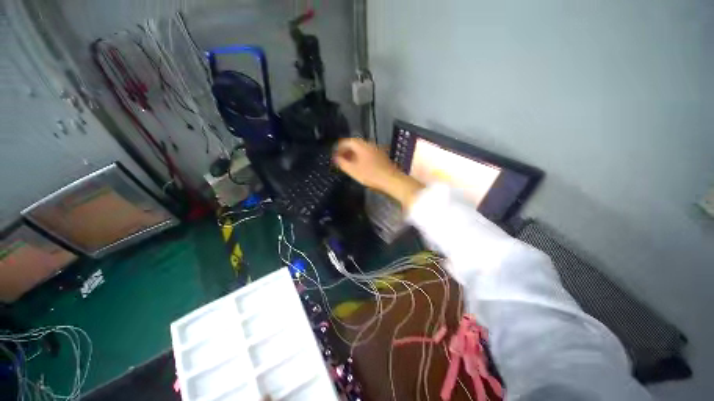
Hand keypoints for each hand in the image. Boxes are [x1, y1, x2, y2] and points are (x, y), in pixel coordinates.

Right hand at [333, 138, 423, 209]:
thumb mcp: (353, 170)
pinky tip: (360, 165)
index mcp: (361, 145)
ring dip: (353, 154)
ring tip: (348, 163)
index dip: (339, 147)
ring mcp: (376, 149)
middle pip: (355, 144)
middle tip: (340, 158)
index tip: (334, 154)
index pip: (347, 141)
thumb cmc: (370, 175)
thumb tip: (335, 157)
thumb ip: (342, 163)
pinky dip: (361, 157)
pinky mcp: (381, 156)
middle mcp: (369, 144)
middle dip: (346, 150)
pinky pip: (367, 153)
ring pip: (362, 149)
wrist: (391, 180)